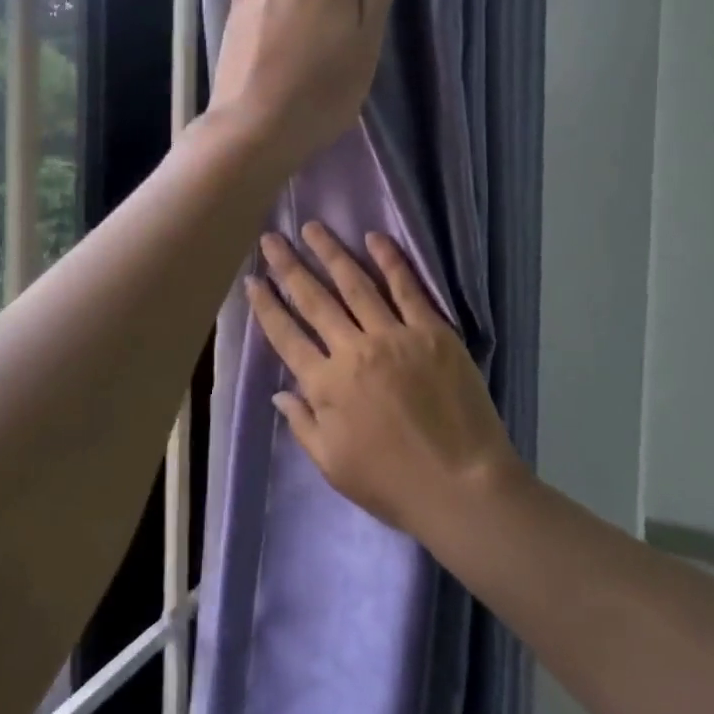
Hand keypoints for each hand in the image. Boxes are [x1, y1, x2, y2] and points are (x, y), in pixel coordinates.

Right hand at [244, 223, 522, 538]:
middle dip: (289, 266)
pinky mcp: (432, 330)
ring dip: (331, 253)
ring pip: (355, 284)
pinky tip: (374, 237)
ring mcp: (394, 336)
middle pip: (314, 300)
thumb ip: (303, 423)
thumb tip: (279, 390)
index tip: (252, 281)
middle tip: (271, 238)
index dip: (267, 306)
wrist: (461, 485)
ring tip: (312, 228)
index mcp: (325, 386)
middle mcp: (353, 351)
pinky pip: (407, 288)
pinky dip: (390, 260)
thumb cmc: (392, 483)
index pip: (286, 336)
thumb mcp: (332, 465)